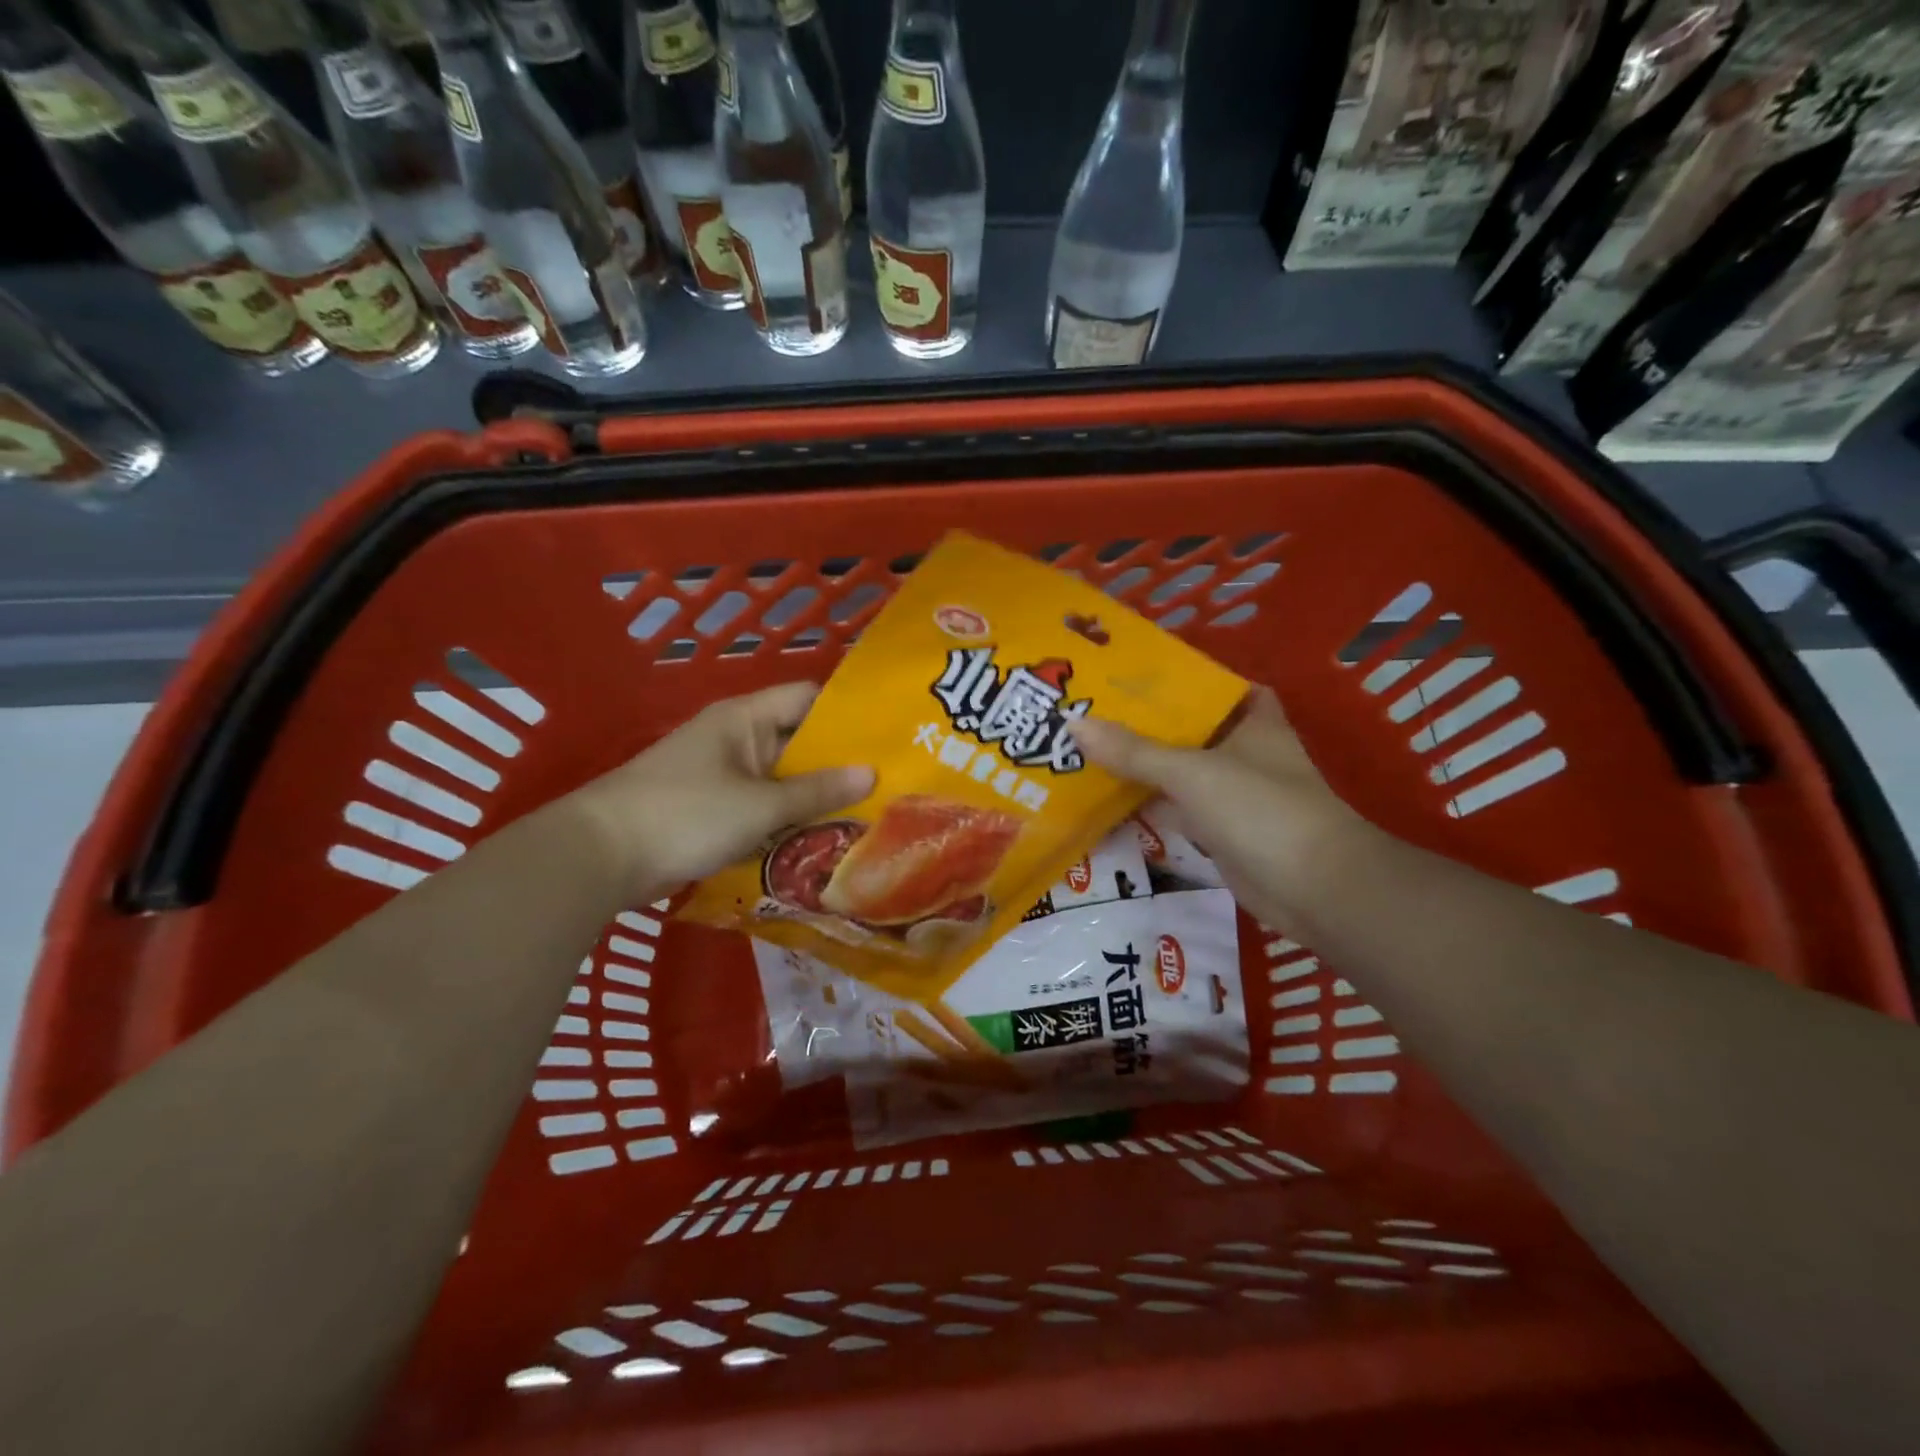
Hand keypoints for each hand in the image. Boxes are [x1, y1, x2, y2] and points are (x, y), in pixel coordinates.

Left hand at [572, 683, 874, 894]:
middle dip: (838, 764)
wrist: (598, 856)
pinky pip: (761, 807)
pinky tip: (821, 841)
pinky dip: (787, 820)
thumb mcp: (759, 805)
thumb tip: (872, 773)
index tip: (887, 735)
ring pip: (781, 779)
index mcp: (744, 718)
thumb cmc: (685, 815)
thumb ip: (816, 791)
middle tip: (889, 784)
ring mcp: (722, 776)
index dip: (846, 714)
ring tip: (867, 815)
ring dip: (815, 797)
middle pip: (798, 742)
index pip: (807, 698)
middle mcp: (735, 739)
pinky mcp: (711, 810)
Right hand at [1073, 689, 1370, 929]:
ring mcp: (1234, 796)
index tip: (1136, 674)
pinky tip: (1110, 798)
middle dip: (1148, 723)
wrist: (1313, 889)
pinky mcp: (1222, 833)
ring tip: (1088, 747)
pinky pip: (1178, 810)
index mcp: (1252, 722)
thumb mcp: (1192, 771)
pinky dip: (1151, 805)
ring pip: (1181, 772)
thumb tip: (1073, 724)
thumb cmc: (1260, 809)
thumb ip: (1134, 751)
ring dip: (1145, 766)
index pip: (1219, 687)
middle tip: (1094, 709)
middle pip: (1190, 730)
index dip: (1184, 678)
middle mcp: (1245, 753)